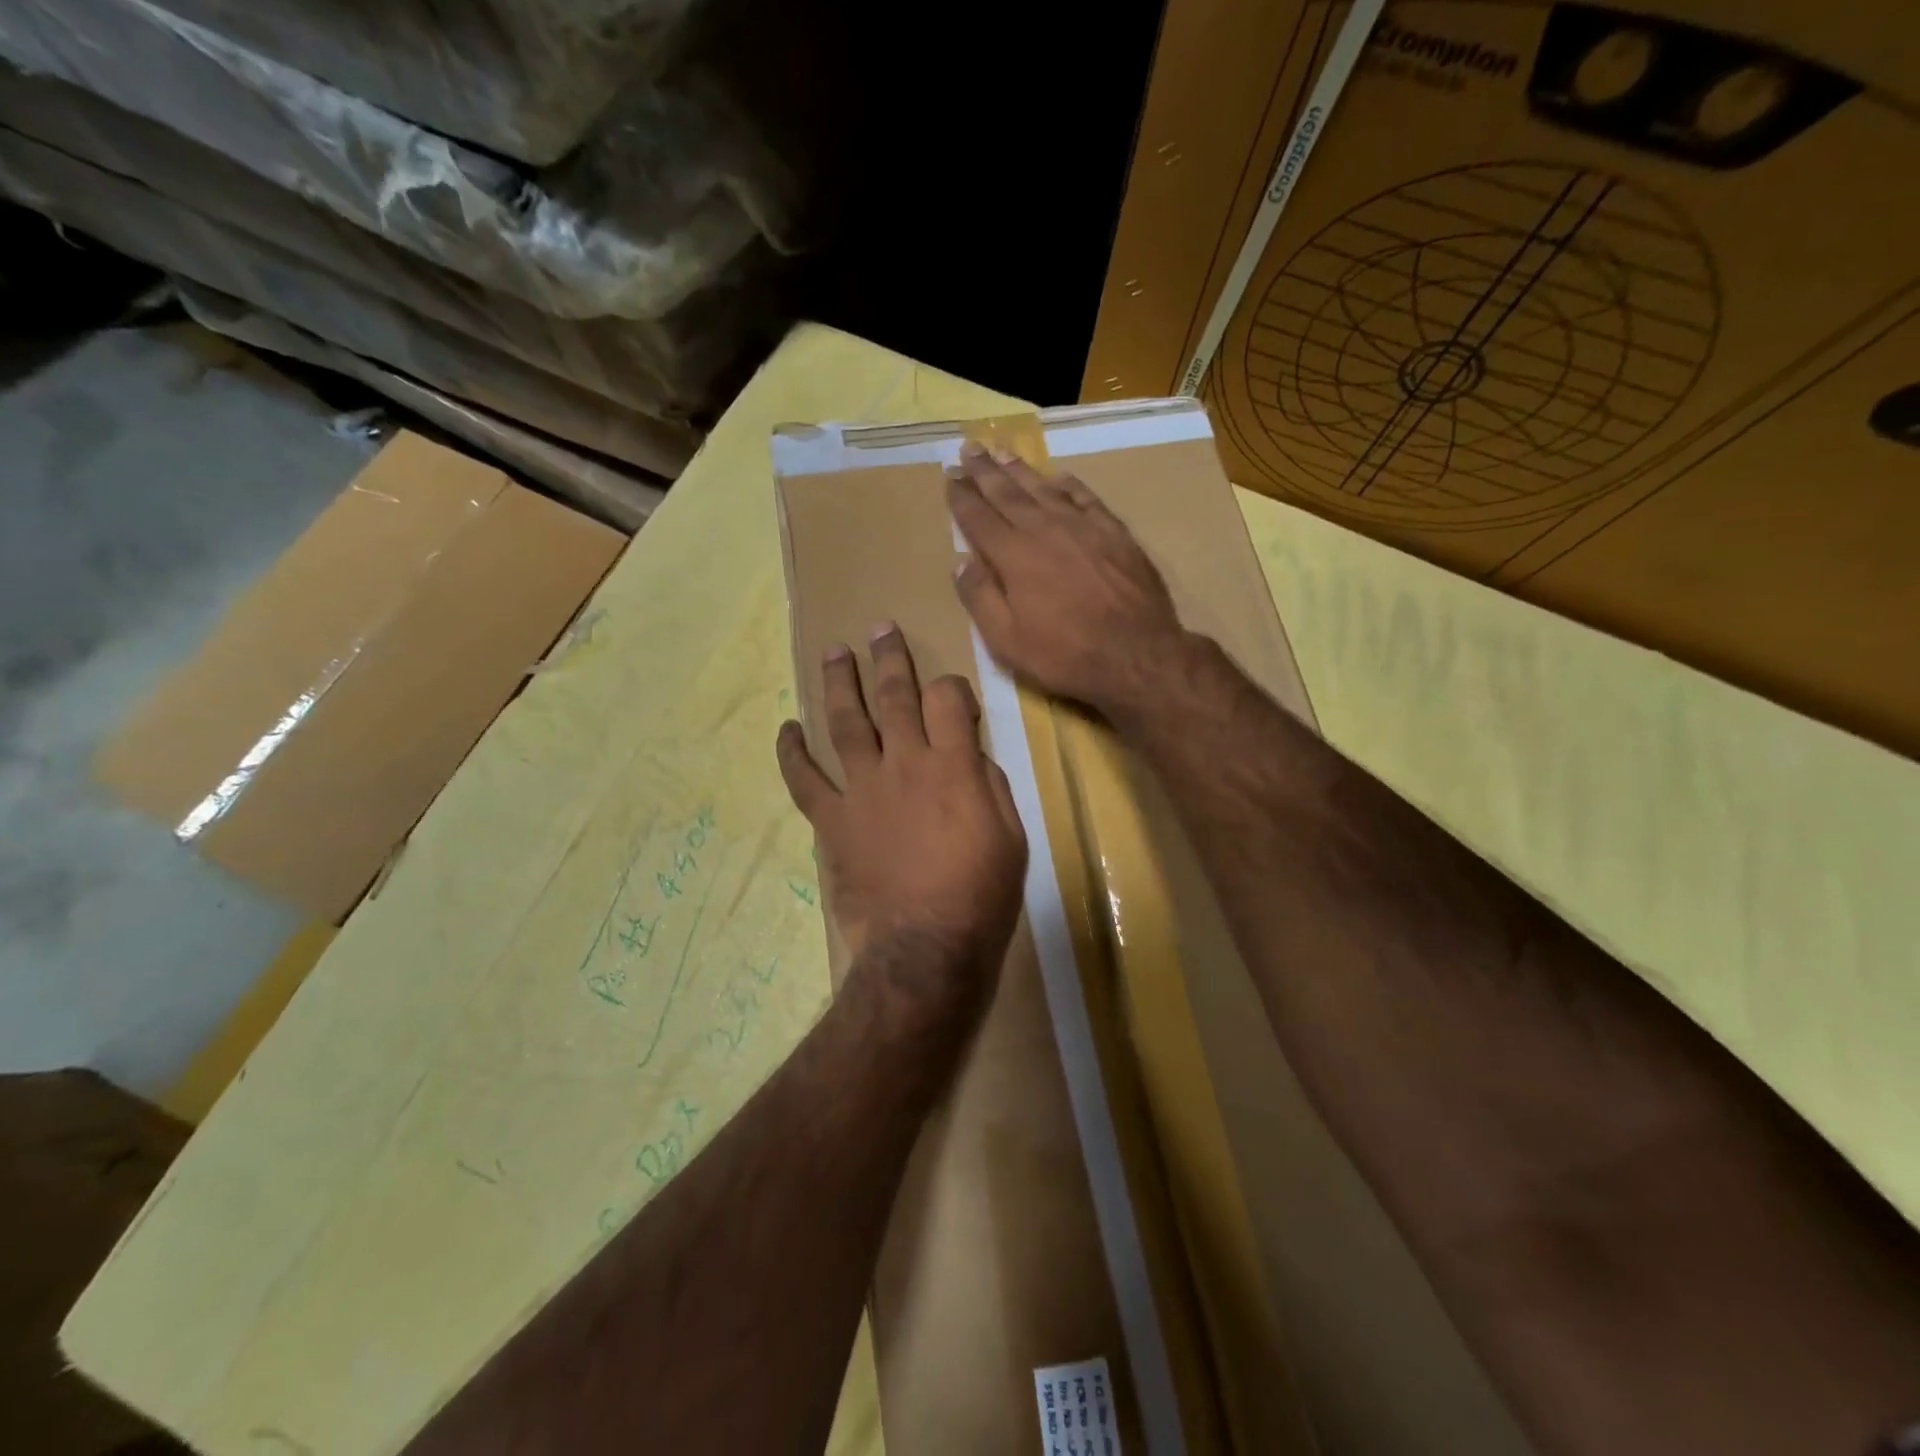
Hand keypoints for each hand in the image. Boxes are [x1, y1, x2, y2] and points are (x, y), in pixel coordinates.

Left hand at [777, 625, 1026, 1016]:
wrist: (924, 948)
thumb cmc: (980, 896)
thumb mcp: (1011, 837)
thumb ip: (989, 786)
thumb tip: (971, 757)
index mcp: (953, 765)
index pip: (948, 699)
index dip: (952, 686)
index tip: (952, 694)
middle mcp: (904, 763)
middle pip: (894, 696)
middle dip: (889, 658)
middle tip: (880, 629)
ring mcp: (862, 789)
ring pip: (846, 722)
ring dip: (838, 682)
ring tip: (833, 652)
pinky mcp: (832, 820)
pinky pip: (804, 780)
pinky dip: (792, 753)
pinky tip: (787, 729)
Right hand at [947, 443, 1188, 716]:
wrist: (1137, 654)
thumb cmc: (1065, 654)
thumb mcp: (1007, 641)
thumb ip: (980, 598)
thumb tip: (961, 562)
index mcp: (1014, 556)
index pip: (979, 518)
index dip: (962, 496)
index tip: (950, 475)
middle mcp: (1045, 530)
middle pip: (1008, 493)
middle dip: (985, 471)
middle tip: (969, 447)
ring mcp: (1083, 527)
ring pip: (1045, 488)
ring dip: (1021, 469)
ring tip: (1003, 452)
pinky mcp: (1115, 532)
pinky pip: (1086, 498)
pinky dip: (1069, 484)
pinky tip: (1059, 477)